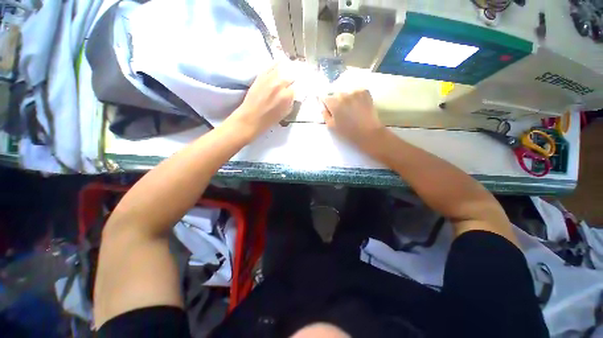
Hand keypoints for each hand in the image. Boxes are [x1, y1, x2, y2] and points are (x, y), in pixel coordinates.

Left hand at [228, 63, 294, 138]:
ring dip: (287, 70)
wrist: (251, 117)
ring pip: (283, 68)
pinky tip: (280, 63)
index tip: (297, 89)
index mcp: (287, 96)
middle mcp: (280, 84)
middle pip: (291, 76)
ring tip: (289, 70)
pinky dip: (277, 64)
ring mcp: (270, 78)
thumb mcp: (285, 113)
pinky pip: (271, 65)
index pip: (298, 87)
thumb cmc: (269, 119)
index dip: (298, 88)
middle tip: (292, 83)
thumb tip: (294, 94)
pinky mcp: (261, 75)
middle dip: (292, 80)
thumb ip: (291, 101)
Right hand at [321, 87, 383, 146]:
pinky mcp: (365, 92)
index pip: (324, 97)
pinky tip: (358, 106)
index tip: (327, 108)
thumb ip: (324, 114)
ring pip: (346, 93)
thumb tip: (322, 105)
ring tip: (350, 109)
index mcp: (334, 103)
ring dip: (345, 99)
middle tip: (340, 112)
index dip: (325, 103)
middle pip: (335, 94)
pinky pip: (356, 92)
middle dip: (335, 101)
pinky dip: (355, 97)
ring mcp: (355, 92)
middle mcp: (344, 95)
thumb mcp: (331, 126)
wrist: (368, 133)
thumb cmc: (347, 133)